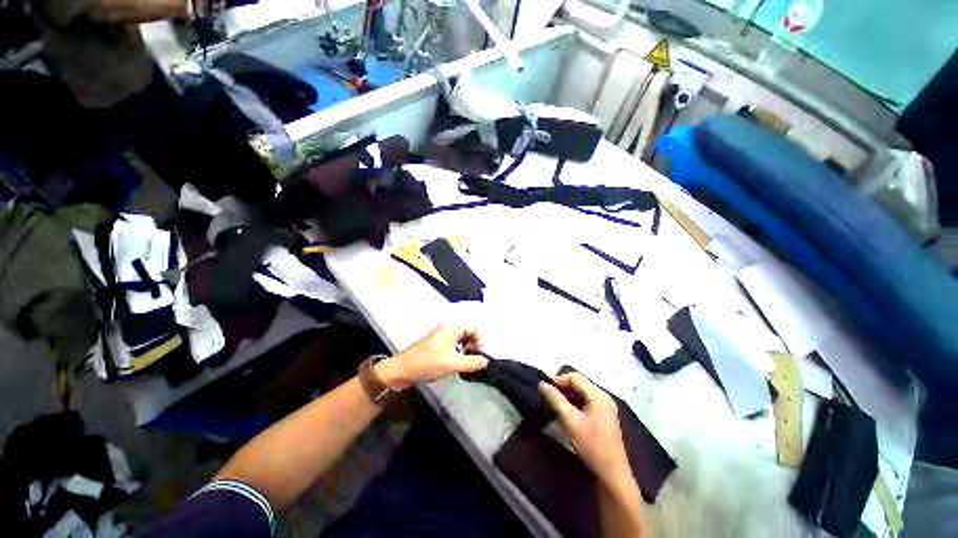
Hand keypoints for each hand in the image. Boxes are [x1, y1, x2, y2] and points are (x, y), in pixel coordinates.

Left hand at [376, 324, 487, 390]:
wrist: (402, 370)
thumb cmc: (429, 363)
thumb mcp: (454, 363)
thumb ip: (473, 362)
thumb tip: (487, 361)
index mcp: (452, 327)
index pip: (474, 328)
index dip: (482, 340)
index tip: (484, 354)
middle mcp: (447, 328)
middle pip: (468, 332)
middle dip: (475, 344)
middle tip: (479, 359)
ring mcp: (440, 335)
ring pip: (460, 339)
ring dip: (467, 349)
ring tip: (471, 363)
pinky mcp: (436, 344)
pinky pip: (453, 344)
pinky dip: (459, 352)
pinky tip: (459, 364)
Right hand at [539, 373, 632, 486]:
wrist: (612, 474)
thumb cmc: (591, 445)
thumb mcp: (570, 421)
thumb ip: (555, 400)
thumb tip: (542, 384)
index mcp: (598, 395)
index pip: (575, 377)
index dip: (558, 379)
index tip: (545, 388)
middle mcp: (604, 397)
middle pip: (579, 384)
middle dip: (562, 387)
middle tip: (548, 396)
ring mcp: (605, 408)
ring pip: (582, 393)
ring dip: (568, 396)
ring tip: (554, 404)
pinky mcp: (604, 417)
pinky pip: (587, 402)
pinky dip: (575, 404)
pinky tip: (566, 413)